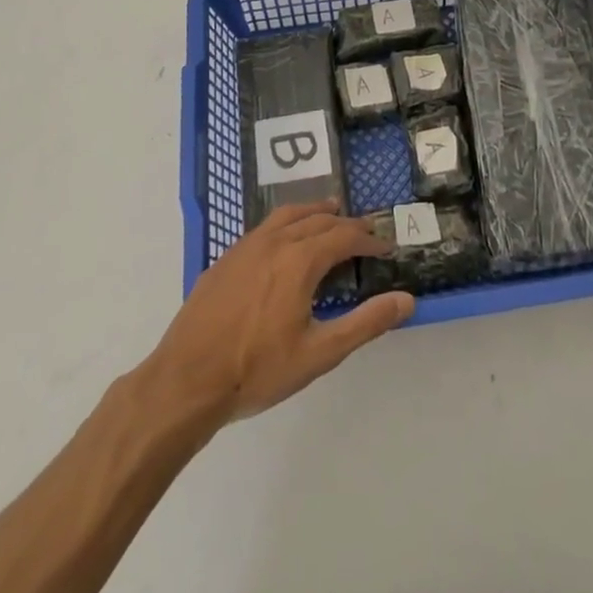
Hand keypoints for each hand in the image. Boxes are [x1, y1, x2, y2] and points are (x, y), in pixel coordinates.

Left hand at [140, 200, 413, 425]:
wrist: (186, 381)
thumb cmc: (257, 370)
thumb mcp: (319, 353)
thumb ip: (365, 324)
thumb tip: (406, 300)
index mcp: (300, 260)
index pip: (344, 237)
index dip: (368, 240)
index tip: (385, 248)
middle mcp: (275, 242)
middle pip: (318, 220)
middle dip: (345, 224)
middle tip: (364, 232)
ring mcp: (245, 247)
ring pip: (288, 215)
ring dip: (314, 212)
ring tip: (329, 213)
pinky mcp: (225, 259)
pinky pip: (264, 227)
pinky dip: (287, 223)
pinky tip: (284, 240)